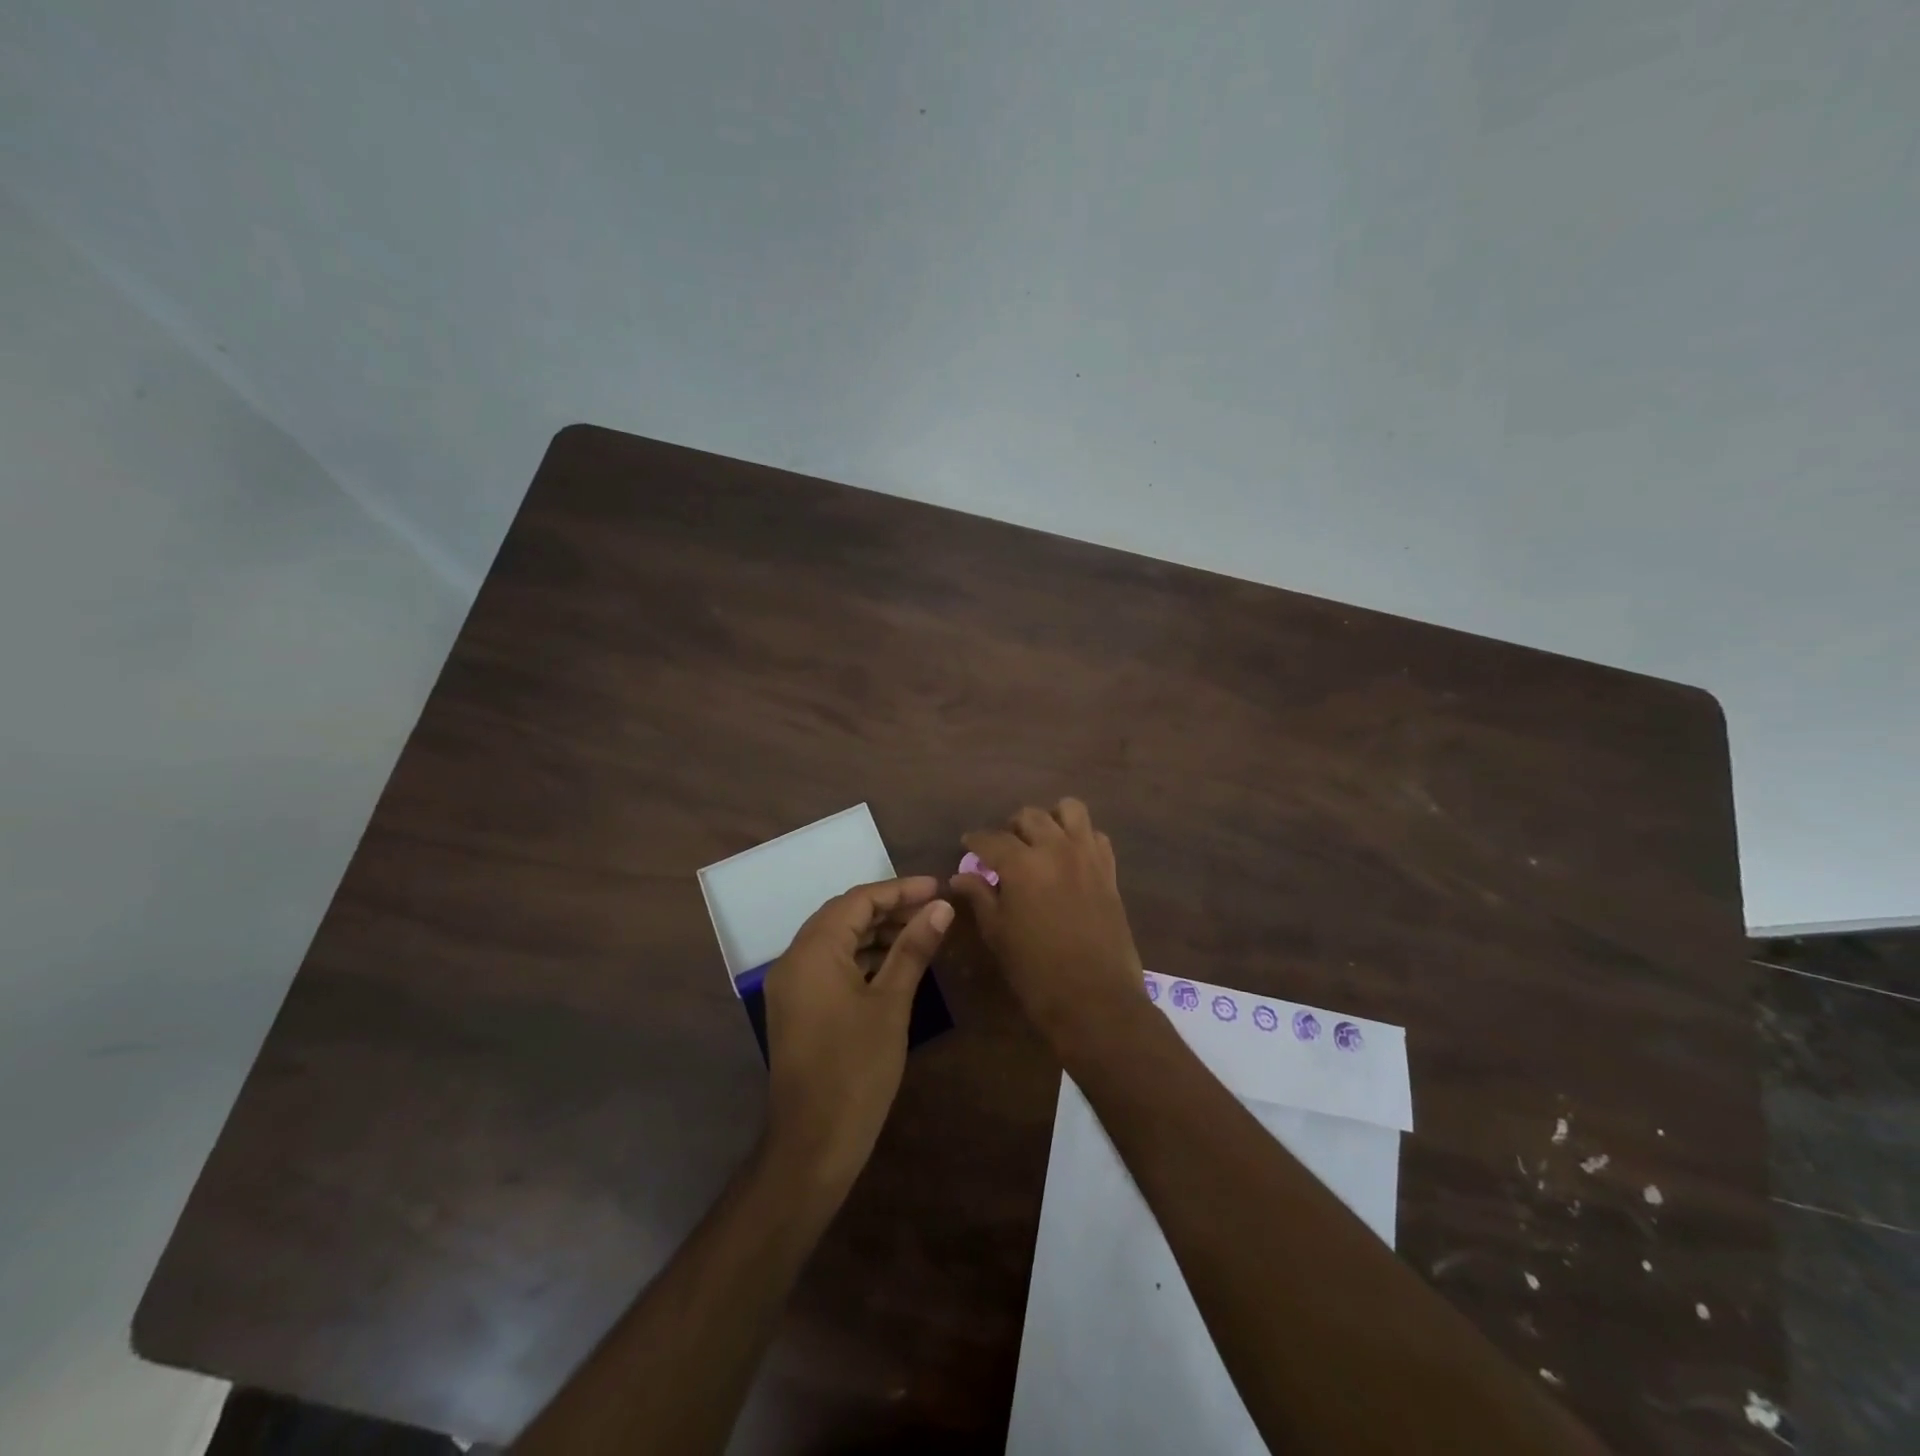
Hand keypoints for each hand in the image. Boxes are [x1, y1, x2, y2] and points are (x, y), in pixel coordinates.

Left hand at [761, 876, 952, 1191]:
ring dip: (876, 933)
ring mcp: (791, 985)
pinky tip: (894, 965)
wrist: (813, 1144)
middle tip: (933, 909)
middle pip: (844, 916)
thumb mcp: (891, 1003)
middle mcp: (794, 959)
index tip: (938, 887)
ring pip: (836, 940)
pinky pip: (829, 965)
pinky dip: (861, 958)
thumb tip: (941, 907)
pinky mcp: (796, 1007)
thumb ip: (913, 948)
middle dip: (889, 908)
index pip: (858, 900)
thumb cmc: (857, 1069)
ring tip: (921, 934)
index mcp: (813, 950)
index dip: (900, 890)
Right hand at [948, 799, 1146, 1049]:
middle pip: (1030, 816)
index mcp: (1021, 863)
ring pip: (1069, 810)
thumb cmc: (1036, 971)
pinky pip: (1096, 836)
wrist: (1095, 999)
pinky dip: (1080, 837)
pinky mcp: (1109, 871)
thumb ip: (979, 897)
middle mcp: (1055, 848)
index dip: (975, 840)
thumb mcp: (998, 934)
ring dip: (1051, 820)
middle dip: (1011, 828)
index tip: (967, 845)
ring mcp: (1087, 856)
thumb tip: (961, 876)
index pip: (991, 839)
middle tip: (1003, 850)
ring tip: (1040, 843)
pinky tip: (1070, 858)